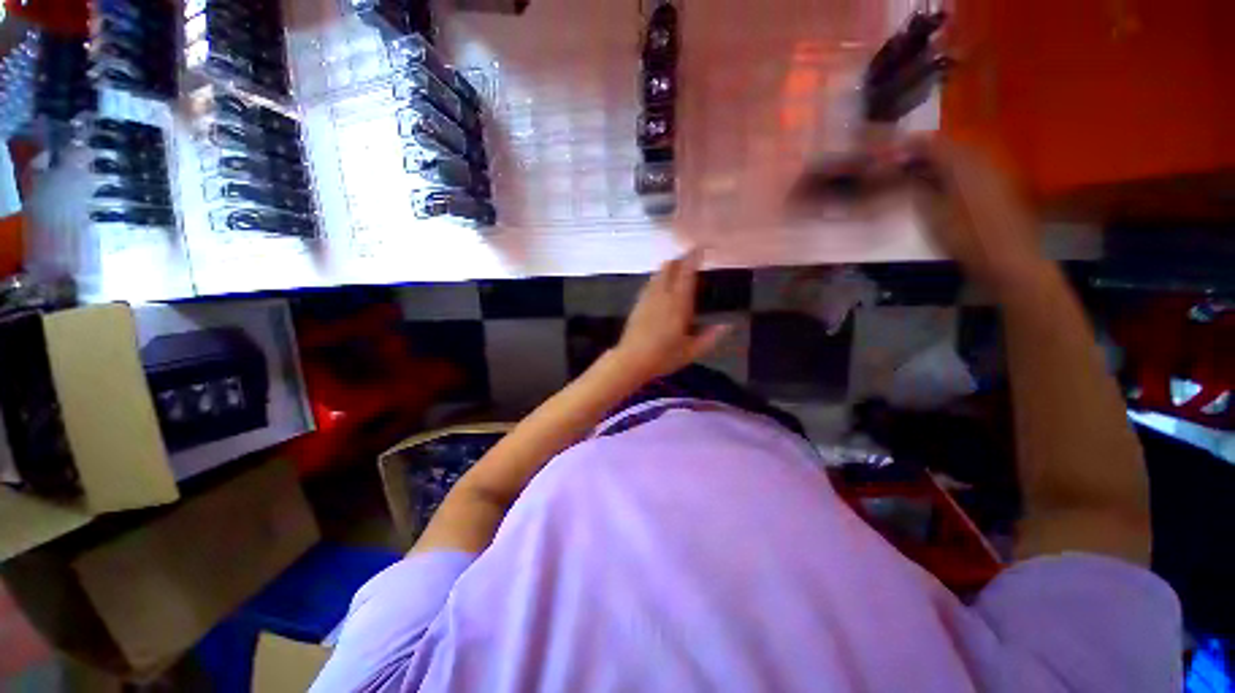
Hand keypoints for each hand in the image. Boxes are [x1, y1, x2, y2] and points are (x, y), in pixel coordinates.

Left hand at [613, 249, 730, 380]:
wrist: (631, 360)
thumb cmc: (663, 356)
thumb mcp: (691, 351)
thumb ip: (710, 337)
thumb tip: (728, 326)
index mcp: (678, 304)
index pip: (686, 273)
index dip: (694, 258)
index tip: (702, 247)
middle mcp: (662, 295)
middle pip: (670, 267)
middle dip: (681, 259)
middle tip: (692, 258)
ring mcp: (647, 297)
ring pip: (658, 273)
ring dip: (669, 267)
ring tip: (678, 268)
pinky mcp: (638, 303)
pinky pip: (650, 282)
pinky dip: (658, 277)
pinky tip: (661, 285)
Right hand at [907, 139, 1048, 292]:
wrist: (1009, 259)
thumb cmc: (966, 239)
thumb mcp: (933, 216)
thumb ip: (919, 189)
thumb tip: (906, 174)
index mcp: (963, 166)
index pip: (934, 144)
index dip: (913, 145)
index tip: (893, 150)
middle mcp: (982, 162)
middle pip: (952, 147)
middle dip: (927, 151)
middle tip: (905, 162)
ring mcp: (995, 173)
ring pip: (964, 157)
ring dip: (942, 161)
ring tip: (921, 173)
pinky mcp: (1002, 186)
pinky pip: (975, 168)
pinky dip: (956, 171)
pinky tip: (945, 184)